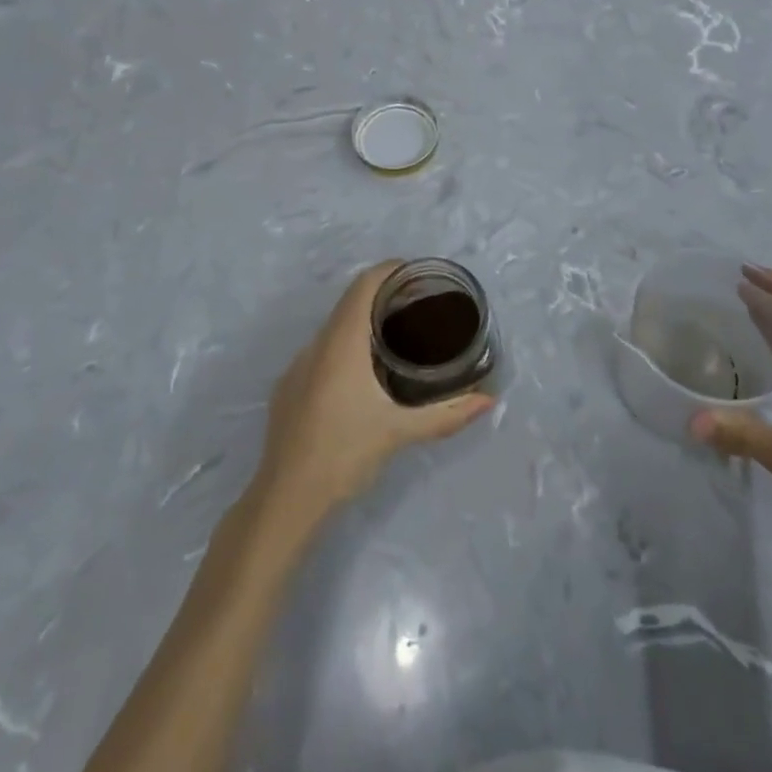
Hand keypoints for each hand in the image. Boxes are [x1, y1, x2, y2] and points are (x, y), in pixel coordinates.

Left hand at [254, 261, 492, 526]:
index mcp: (341, 343)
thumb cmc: (344, 455)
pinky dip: (345, 347)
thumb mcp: (399, 432)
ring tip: (396, 338)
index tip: (417, 274)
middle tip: (418, 306)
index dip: (389, 270)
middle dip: (382, 296)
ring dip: (362, 323)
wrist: (284, 500)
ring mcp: (297, 367)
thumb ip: (446, 414)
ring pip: (333, 328)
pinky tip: (362, 376)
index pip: (363, 285)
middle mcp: (316, 345)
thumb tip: (487, 400)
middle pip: (349, 303)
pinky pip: (320, 352)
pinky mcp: (288, 389)